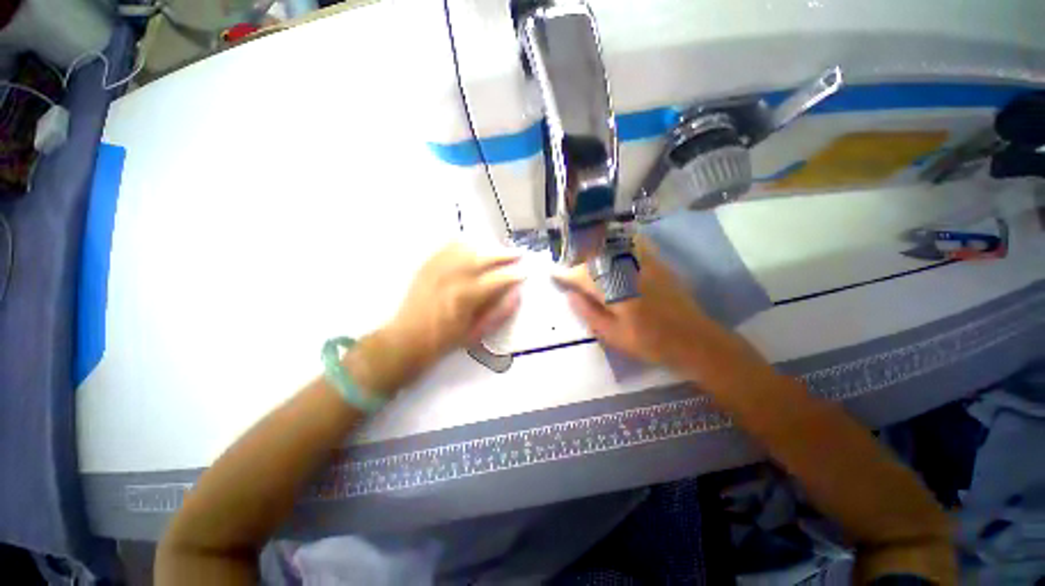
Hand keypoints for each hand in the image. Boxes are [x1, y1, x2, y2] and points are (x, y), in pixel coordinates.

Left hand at [385, 241, 523, 365]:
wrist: (408, 338)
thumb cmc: (445, 340)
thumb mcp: (476, 333)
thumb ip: (499, 313)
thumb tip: (516, 295)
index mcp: (467, 297)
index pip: (498, 279)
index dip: (514, 275)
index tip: (524, 273)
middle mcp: (454, 277)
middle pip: (485, 257)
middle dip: (505, 254)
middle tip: (518, 254)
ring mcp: (439, 268)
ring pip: (469, 247)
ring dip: (487, 247)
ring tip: (498, 251)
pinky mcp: (428, 265)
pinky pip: (449, 246)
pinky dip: (465, 244)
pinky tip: (473, 247)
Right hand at [553, 238, 746, 376]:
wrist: (692, 339)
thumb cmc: (649, 342)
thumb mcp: (613, 336)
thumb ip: (589, 313)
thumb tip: (570, 295)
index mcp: (615, 291)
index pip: (582, 276)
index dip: (566, 274)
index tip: (554, 273)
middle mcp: (628, 271)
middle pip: (595, 257)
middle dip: (578, 259)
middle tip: (569, 268)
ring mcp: (645, 264)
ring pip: (613, 246)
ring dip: (596, 248)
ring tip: (585, 255)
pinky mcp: (658, 262)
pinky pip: (635, 243)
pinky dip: (620, 242)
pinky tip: (614, 246)